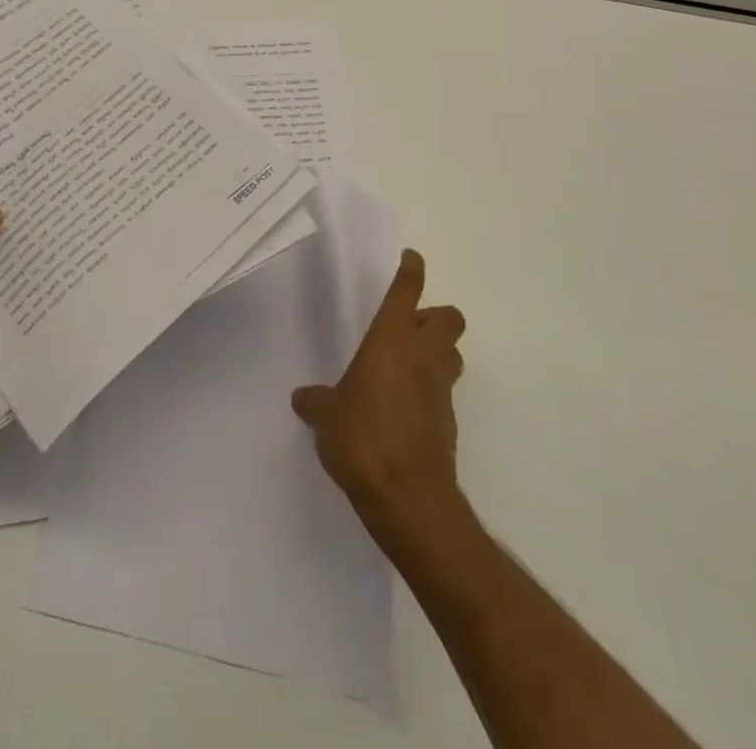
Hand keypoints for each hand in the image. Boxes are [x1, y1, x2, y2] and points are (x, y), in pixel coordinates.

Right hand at [292, 249, 465, 526]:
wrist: (408, 496)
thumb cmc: (362, 438)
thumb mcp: (326, 417)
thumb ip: (316, 401)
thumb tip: (302, 397)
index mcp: (391, 340)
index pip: (407, 291)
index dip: (411, 271)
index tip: (411, 259)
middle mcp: (422, 355)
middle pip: (449, 318)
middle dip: (434, 316)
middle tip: (408, 328)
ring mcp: (440, 388)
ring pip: (453, 353)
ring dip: (438, 351)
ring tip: (409, 365)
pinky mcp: (448, 421)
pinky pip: (444, 392)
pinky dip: (431, 391)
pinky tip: (405, 410)